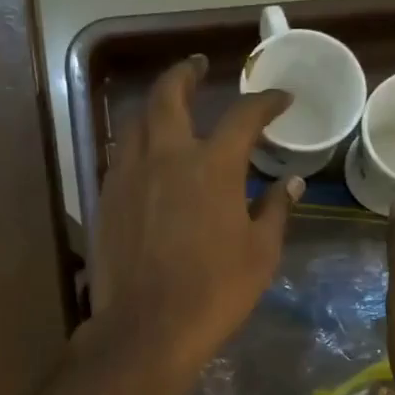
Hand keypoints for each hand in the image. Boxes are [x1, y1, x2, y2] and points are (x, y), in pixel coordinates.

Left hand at [89, 56, 300, 394]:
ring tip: (167, 110)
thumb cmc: (215, 293)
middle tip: (197, 67)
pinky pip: (119, 156)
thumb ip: (275, 212)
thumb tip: (289, 184)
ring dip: (154, 107)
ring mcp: (129, 176)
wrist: (148, 328)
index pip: (243, 117)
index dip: (265, 102)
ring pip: (136, 121)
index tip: (280, 99)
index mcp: (212, 167)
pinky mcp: (106, 199)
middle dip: (185, 73)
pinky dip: (136, 145)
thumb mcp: (260, 255)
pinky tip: (144, 158)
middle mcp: (166, 157)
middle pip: (169, 95)